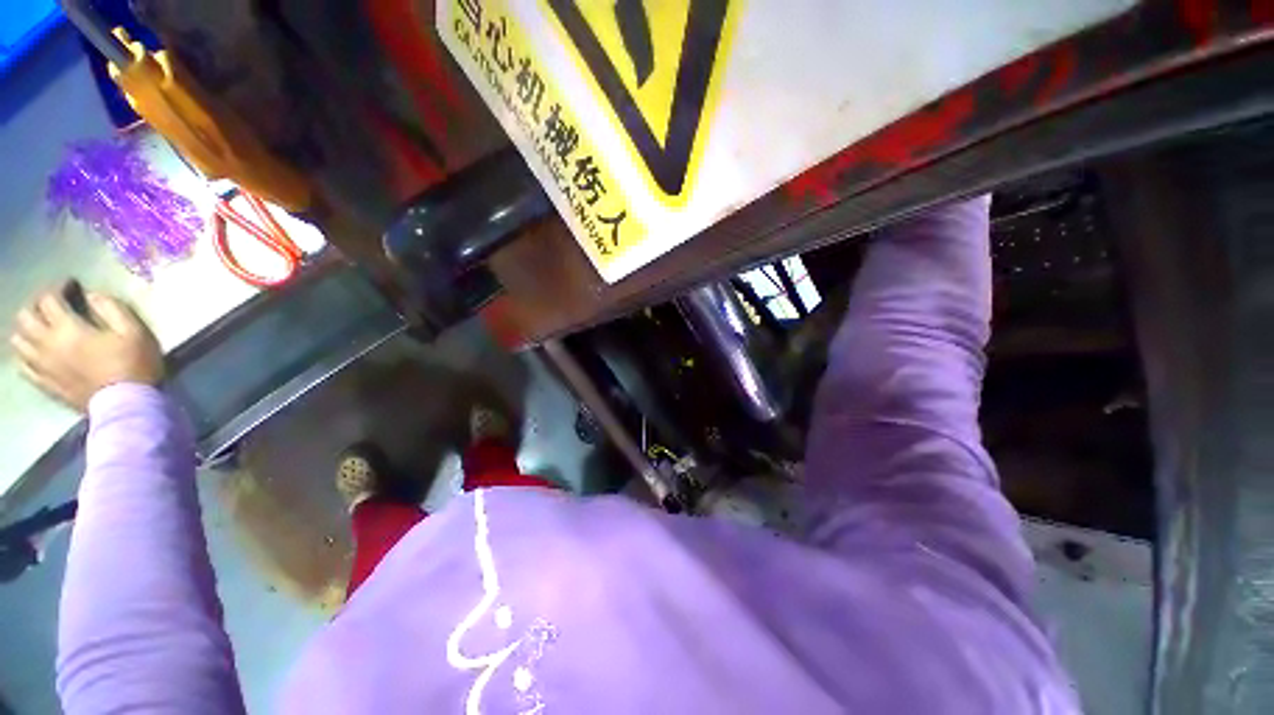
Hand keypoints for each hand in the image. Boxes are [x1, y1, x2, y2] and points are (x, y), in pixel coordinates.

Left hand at [11, 284, 163, 412]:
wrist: (127, 404)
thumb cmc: (134, 364)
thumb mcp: (134, 331)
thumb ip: (112, 308)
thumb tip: (93, 295)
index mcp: (68, 328)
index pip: (50, 298)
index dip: (59, 287)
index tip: (71, 285)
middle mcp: (48, 344)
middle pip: (25, 317)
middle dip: (36, 305)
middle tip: (52, 304)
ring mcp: (44, 366)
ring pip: (18, 341)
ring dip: (26, 329)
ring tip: (40, 327)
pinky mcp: (46, 383)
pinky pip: (23, 366)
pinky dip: (26, 354)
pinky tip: (36, 353)